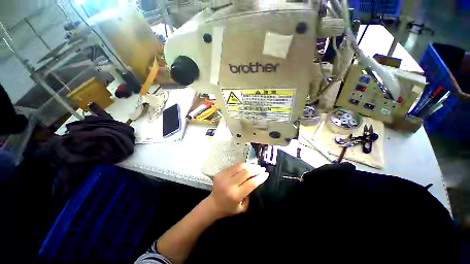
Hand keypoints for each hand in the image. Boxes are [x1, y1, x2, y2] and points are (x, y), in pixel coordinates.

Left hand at [203, 163, 268, 218]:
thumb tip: (255, 180)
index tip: (266, 174)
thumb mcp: (243, 207)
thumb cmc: (229, 208)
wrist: (213, 204)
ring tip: (256, 166)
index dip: (260, 177)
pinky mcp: (220, 172)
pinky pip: (234, 166)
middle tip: (262, 169)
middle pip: (246, 173)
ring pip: (240, 166)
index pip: (251, 183)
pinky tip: (247, 165)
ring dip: (250, 165)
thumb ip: (250, 195)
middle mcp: (229, 184)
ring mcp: (224, 177)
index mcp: (236, 195)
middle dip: (256, 169)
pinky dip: (242, 165)